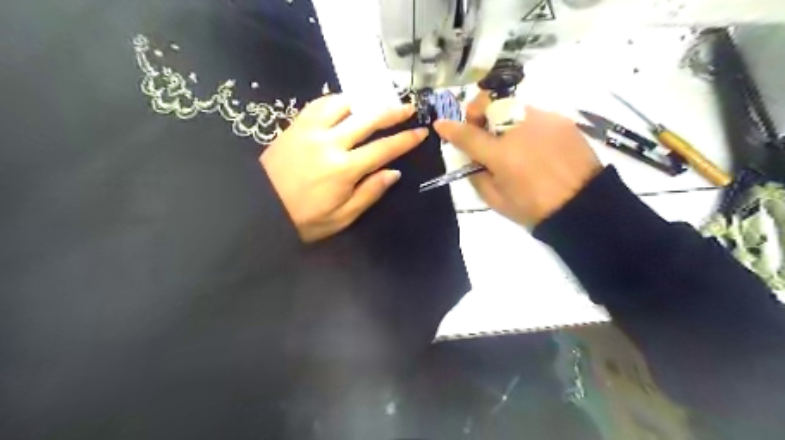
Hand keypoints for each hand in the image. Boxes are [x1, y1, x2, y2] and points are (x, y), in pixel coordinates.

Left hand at [260, 92, 427, 241]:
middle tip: (409, 107)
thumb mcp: (341, 218)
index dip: (406, 140)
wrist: (259, 209)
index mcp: (344, 169)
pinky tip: (344, 105)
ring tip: (375, 106)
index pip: (384, 149)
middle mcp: (330, 143)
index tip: (422, 132)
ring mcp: (310, 130)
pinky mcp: (295, 126)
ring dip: (364, 103)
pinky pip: (319, 104)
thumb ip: (369, 193)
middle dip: (393, 112)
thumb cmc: (303, 220)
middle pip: (368, 119)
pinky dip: (337, 101)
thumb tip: (394, 173)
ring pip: (344, 104)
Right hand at [436, 95, 601, 228]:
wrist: (583, 205)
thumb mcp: (496, 200)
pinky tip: (533, 144)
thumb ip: (477, 175)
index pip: (468, 135)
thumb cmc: (534, 208)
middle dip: (478, 112)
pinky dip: (524, 125)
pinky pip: (533, 114)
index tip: (440, 124)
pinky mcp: (560, 119)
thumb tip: (470, 158)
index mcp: (502, 155)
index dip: (451, 129)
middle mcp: (520, 130)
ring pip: (512, 106)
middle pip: (489, 104)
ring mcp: (542, 120)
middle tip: (480, 128)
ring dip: (502, 118)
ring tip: (511, 140)